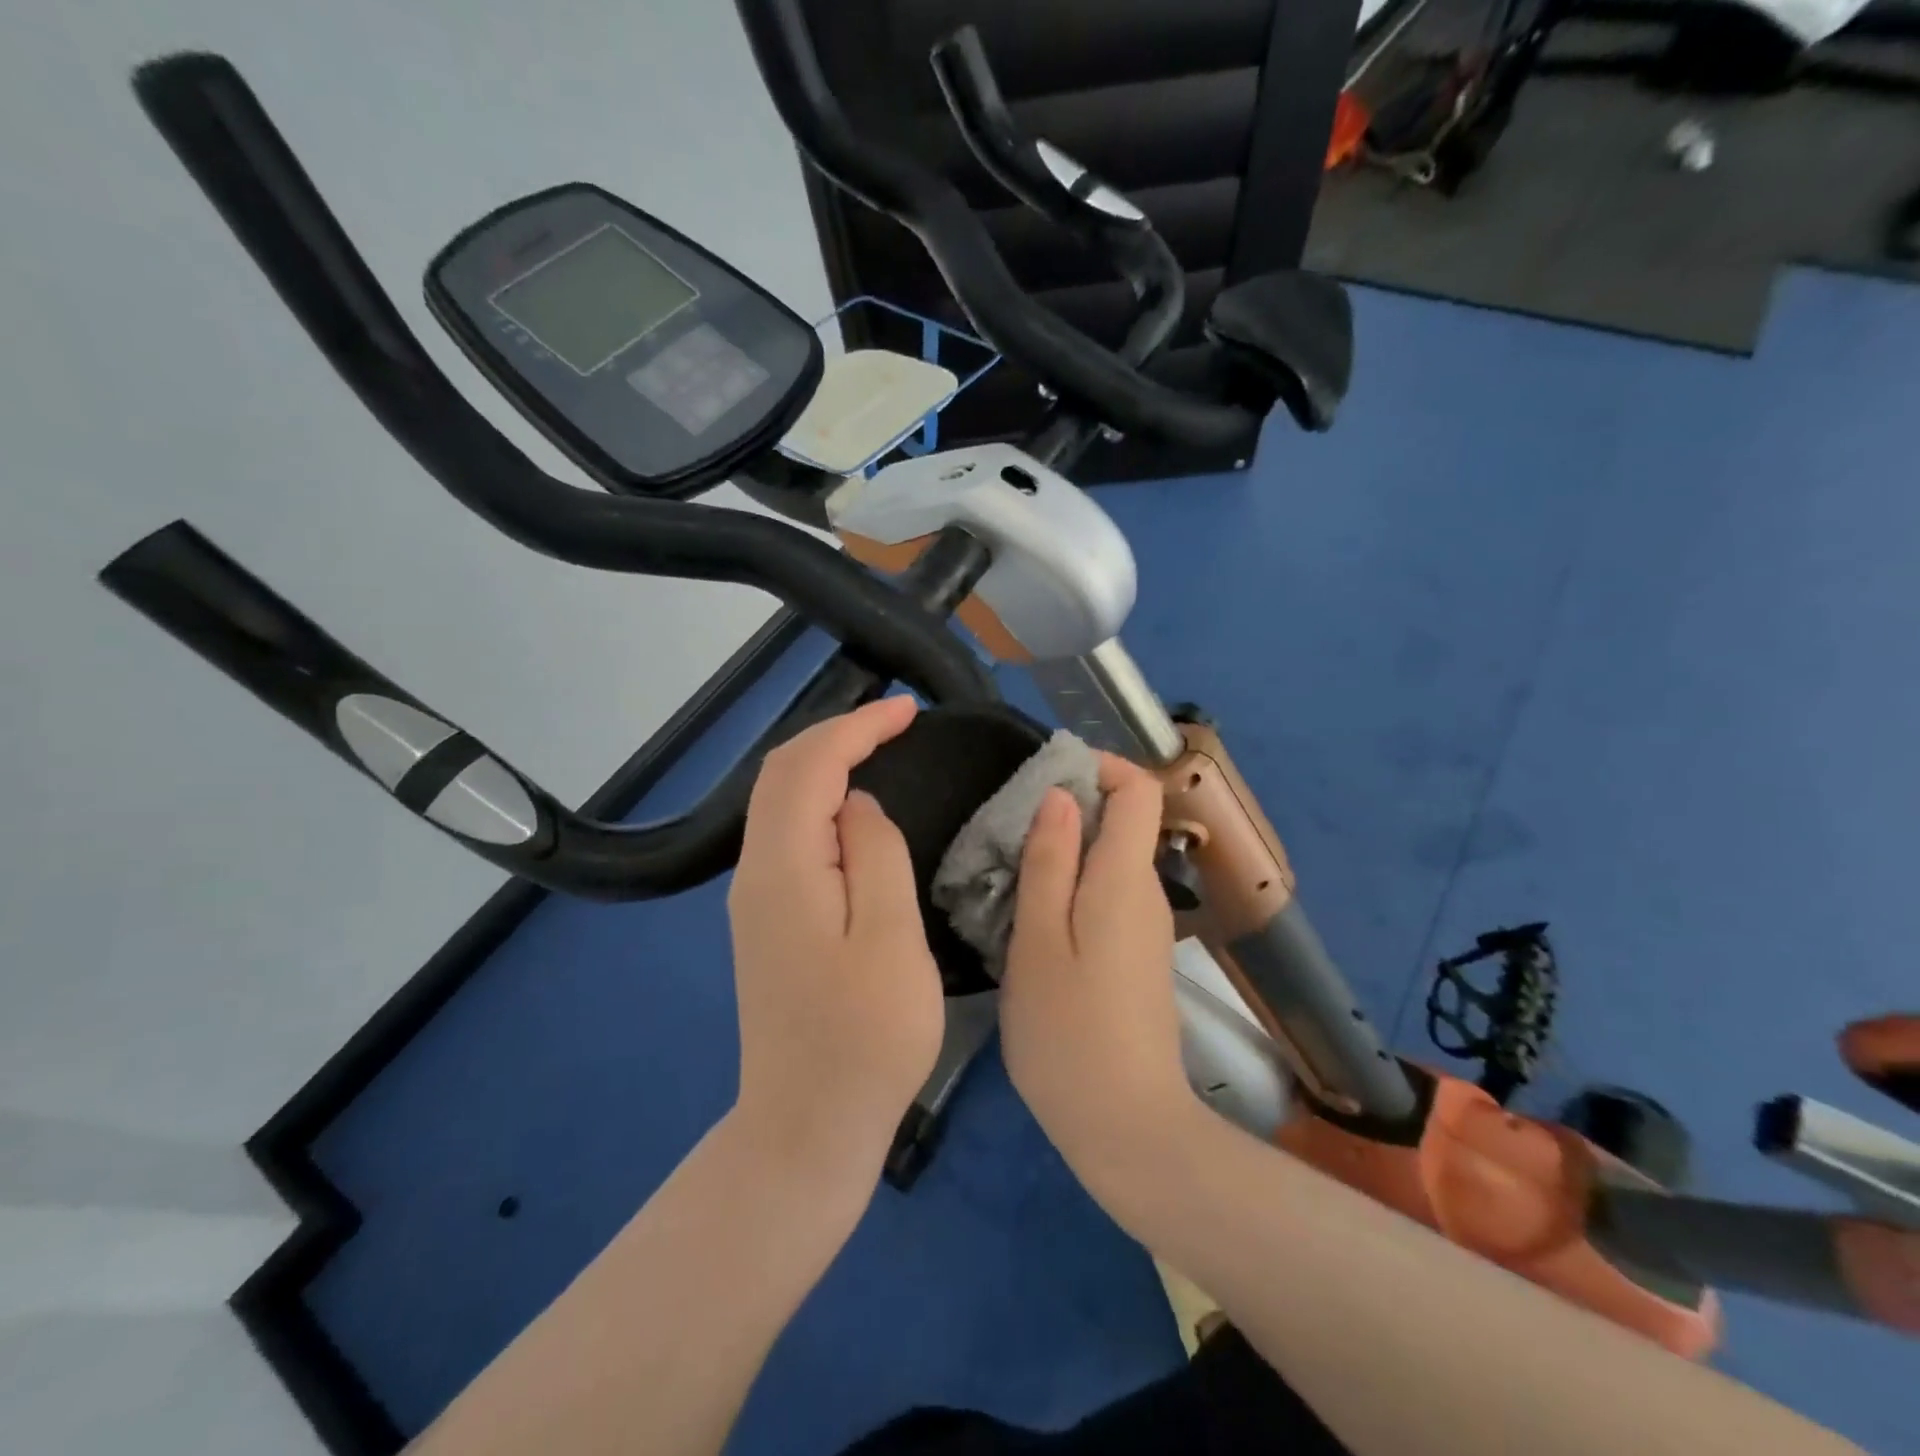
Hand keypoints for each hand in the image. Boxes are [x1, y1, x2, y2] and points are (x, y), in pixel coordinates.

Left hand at [727, 696, 944, 1179]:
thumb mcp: (890, 940)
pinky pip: (787, 832)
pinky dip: (818, 798)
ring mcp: (756, 897)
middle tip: (896, 722)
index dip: (856, 727)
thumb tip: (856, 804)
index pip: (809, 767)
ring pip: (780, 800)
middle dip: (837, 733)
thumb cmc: (864, 1039)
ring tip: (879, 747)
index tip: (907, 711)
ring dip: (825, 761)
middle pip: (782, 773)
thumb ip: (875, 855)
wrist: (806, 1127)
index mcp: (784, 869)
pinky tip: (851, 805)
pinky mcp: (767, 919)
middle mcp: (756, 872)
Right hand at [998, 753, 1197, 1188]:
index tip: (1045, 777)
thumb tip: (1062, 796)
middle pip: (1123, 821)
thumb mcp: (1039, 941)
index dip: (1100, 767)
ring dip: (1065, 851)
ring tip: (1007, 874)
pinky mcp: (1138, 955)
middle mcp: (1146, 893)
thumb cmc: (1069, 1032)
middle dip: (1069, 810)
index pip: (1138, 790)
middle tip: (1007, 832)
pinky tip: (1030, 918)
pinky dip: (1072, 886)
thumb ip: (1050, 862)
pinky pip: (1108, 895)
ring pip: (1110, 860)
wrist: (1127, 1127)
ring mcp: (1146, 927)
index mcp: (1125, 879)